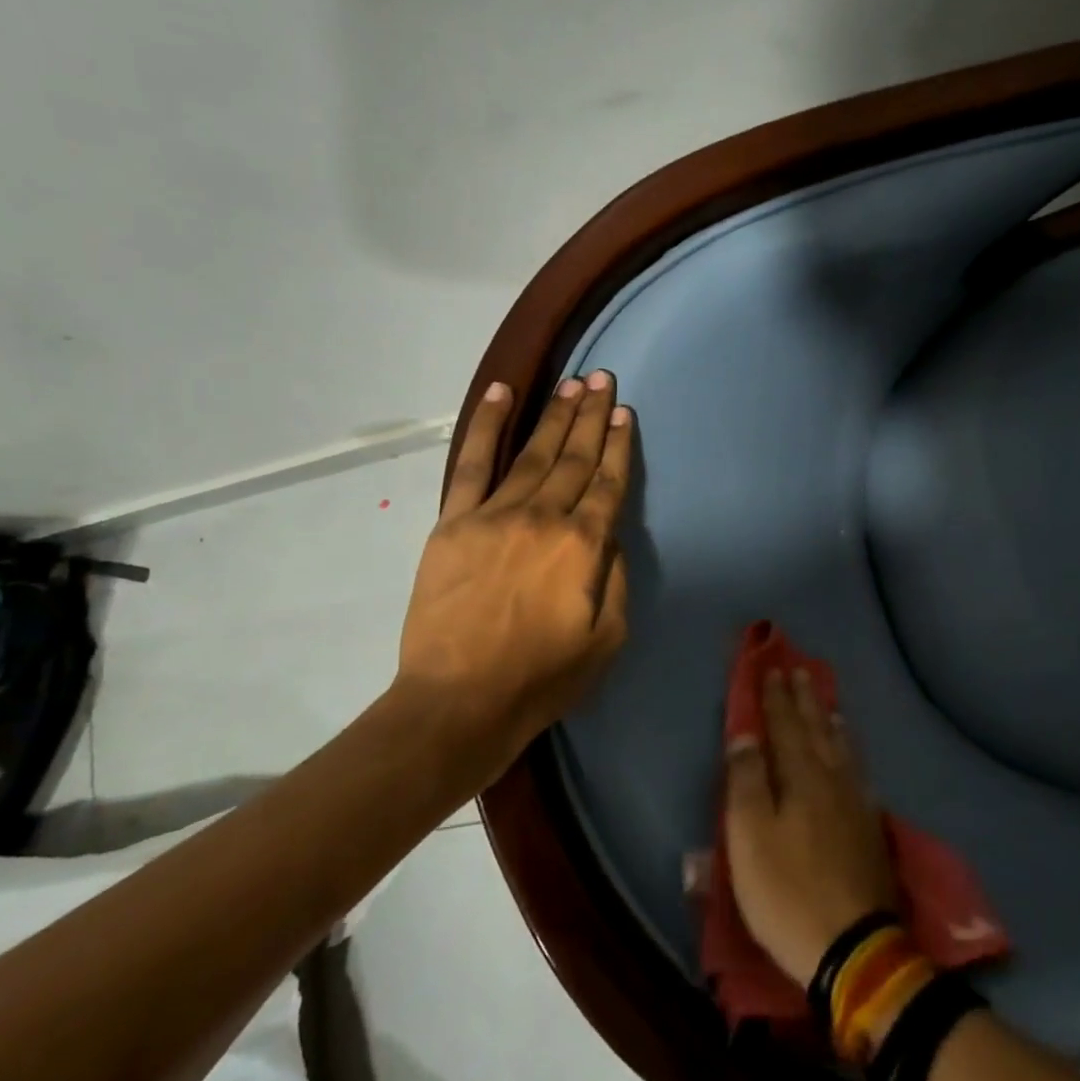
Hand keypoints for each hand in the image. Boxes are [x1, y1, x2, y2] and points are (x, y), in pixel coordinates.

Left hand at [396, 371, 632, 788]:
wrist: (459, 701)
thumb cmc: (541, 677)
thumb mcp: (607, 638)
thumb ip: (614, 578)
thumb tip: (608, 534)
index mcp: (583, 546)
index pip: (608, 483)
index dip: (619, 446)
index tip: (625, 414)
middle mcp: (543, 517)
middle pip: (574, 458)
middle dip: (592, 416)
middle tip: (604, 379)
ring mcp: (495, 514)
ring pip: (533, 453)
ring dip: (556, 416)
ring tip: (573, 384)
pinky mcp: (454, 522)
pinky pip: (472, 463)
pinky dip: (487, 426)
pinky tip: (502, 394)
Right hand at [725, 667, 897, 984]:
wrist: (853, 947)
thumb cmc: (787, 891)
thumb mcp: (750, 837)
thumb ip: (747, 780)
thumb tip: (746, 735)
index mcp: (801, 777)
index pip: (785, 726)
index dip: (776, 698)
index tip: (772, 668)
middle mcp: (832, 780)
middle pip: (817, 730)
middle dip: (805, 700)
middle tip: (801, 670)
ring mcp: (856, 804)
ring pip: (842, 749)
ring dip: (830, 722)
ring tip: (828, 704)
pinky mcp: (870, 829)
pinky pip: (858, 772)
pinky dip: (850, 753)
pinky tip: (851, 757)